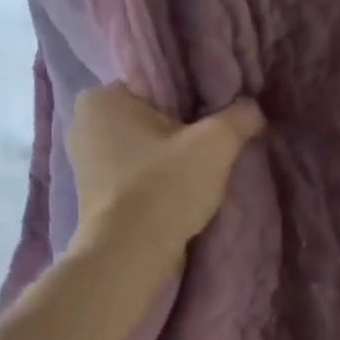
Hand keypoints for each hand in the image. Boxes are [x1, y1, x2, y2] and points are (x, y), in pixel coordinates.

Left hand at [69, 84, 264, 254]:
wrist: (128, 256)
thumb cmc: (164, 188)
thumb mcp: (215, 144)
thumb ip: (239, 117)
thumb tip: (254, 109)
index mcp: (102, 95)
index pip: (160, 82)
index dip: (195, 98)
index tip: (219, 117)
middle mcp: (85, 122)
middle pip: (153, 116)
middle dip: (183, 129)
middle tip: (216, 146)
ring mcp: (86, 161)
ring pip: (145, 147)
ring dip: (172, 157)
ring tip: (203, 171)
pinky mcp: (95, 193)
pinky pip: (136, 173)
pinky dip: (157, 178)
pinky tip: (180, 191)